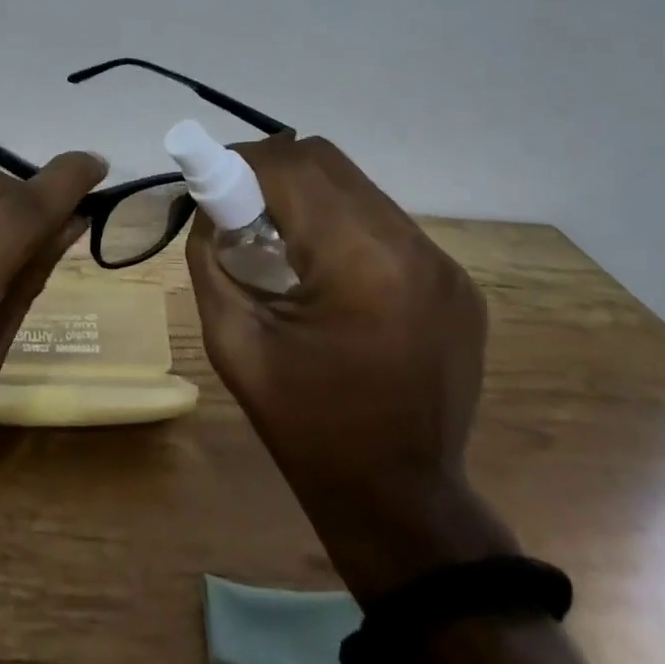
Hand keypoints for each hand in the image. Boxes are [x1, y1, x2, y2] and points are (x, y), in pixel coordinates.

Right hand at [186, 133, 515, 600]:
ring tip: (281, 239)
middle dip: (272, 169)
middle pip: (327, 163)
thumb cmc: (305, 426)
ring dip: (309, 196)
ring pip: (358, 188)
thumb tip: (207, 205)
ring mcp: (444, 264)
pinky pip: (386, 224)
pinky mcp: (457, 282)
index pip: (290, 167)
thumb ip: (211, 257)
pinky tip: (328, 271)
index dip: (240, 161)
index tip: (210, 181)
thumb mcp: (233, 340)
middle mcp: (412, 247)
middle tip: (239, 206)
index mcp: (359, 264)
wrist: (399, 502)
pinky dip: (345, 225)